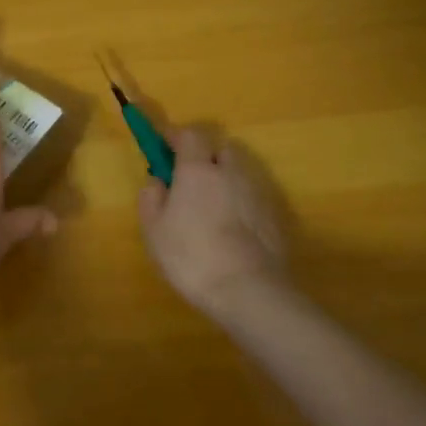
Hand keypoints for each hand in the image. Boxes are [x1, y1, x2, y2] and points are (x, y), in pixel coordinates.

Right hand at [138, 129, 289, 317]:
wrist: (248, 290)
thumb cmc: (191, 256)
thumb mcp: (154, 230)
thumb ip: (151, 198)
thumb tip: (157, 181)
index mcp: (198, 170)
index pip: (190, 134)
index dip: (176, 136)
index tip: (164, 146)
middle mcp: (231, 173)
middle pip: (222, 149)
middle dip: (206, 156)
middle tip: (190, 179)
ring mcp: (257, 194)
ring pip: (240, 173)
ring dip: (225, 180)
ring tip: (211, 207)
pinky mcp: (274, 217)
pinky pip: (253, 198)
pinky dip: (241, 203)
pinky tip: (232, 229)